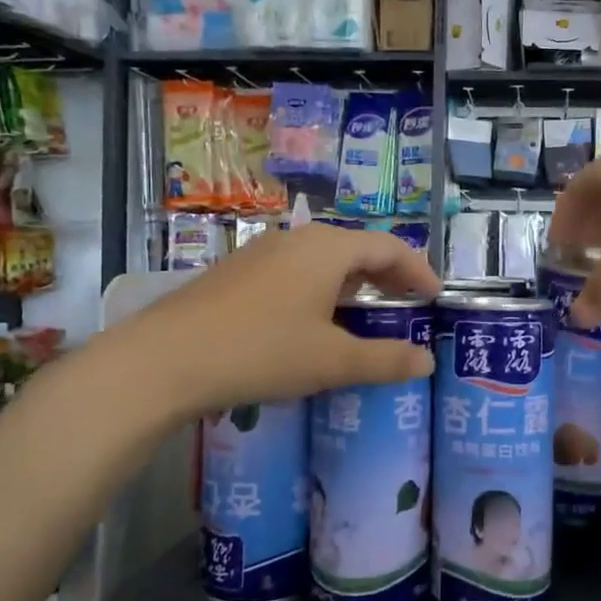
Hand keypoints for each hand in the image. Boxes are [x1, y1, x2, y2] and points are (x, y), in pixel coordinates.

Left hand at [97, 226, 439, 419]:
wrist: (164, 359)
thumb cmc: (261, 351)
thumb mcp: (331, 361)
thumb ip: (385, 360)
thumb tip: (427, 361)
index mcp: (327, 249)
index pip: (388, 247)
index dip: (418, 270)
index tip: (435, 296)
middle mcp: (297, 239)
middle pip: (356, 248)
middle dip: (387, 274)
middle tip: (407, 304)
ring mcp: (262, 253)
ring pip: (323, 259)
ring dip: (352, 282)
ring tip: (367, 312)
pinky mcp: (238, 272)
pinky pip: (296, 270)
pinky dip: (321, 288)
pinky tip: (314, 320)